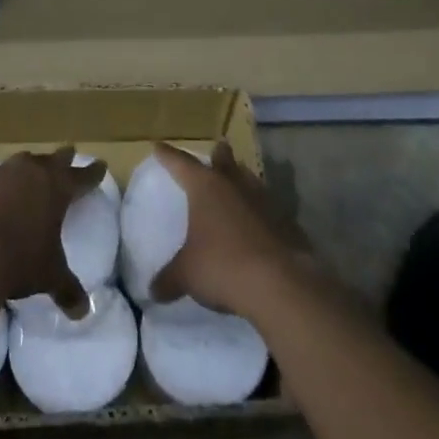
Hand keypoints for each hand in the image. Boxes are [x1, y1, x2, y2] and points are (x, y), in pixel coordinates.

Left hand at [0, 147, 105, 316]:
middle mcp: (31, 172)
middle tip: (70, 153)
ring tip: (31, 172)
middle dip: (64, 158)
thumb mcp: (49, 276)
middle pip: (53, 159)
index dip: (93, 173)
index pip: (82, 177)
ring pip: (21, 163)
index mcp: (57, 188)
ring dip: (29, 168)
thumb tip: (83, 312)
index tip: (101, 164)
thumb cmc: (18, 260)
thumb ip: (67, 289)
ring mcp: (0, 173)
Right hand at [150, 141, 313, 318]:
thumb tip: (152, 291)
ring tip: (239, 178)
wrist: (280, 283)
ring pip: (250, 181)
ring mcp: (264, 201)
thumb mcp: (187, 275)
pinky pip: (268, 208)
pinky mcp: (286, 222)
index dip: (168, 156)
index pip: (181, 164)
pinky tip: (259, 222)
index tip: (158, 146)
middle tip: (218, 147)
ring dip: (242, 180)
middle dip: (219, 156)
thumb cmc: (223, 266)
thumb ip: (169, 279)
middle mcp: (235, 185)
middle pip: (225, 162)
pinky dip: (260, 210)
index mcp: (206, 187)